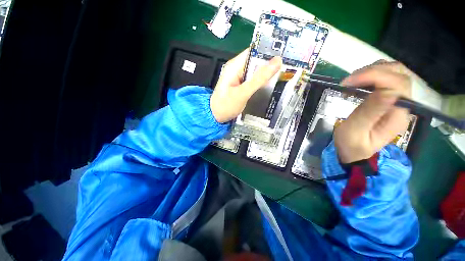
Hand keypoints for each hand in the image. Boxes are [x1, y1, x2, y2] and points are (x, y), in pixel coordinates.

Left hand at [210, 49, 281, 122]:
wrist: (216, 117)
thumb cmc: (226, 105)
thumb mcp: (243, 93)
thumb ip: (259, 78)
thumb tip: (277, 61)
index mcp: (235, 66)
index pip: (254, 51)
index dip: (268, 50)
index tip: (286, 53)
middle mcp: (237, 68)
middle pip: (256, 61)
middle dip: (270, 63)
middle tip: (289, 65)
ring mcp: (239, 77)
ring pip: (256, 71)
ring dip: (267, 73)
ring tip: (285, 73)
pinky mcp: (241, 85)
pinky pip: (253, 80)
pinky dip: (262, 81)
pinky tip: (272, 83)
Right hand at [334, 61, 411, 162]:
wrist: (355, 153)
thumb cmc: (352, 145)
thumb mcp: (355, 131)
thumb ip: (369, 112)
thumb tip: (386, 90)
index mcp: (397, 116)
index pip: (397, 84)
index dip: (374, 76)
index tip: (348, 81)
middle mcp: (403, 106)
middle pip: (399, 74)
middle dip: (373, 71)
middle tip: (349, 81)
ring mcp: (398, 102)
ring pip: (394, 73)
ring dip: (371, 72)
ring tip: (351, 82)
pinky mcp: (389, 101)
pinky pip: (386, 80)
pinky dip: (370, 77)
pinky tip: (357, 84)